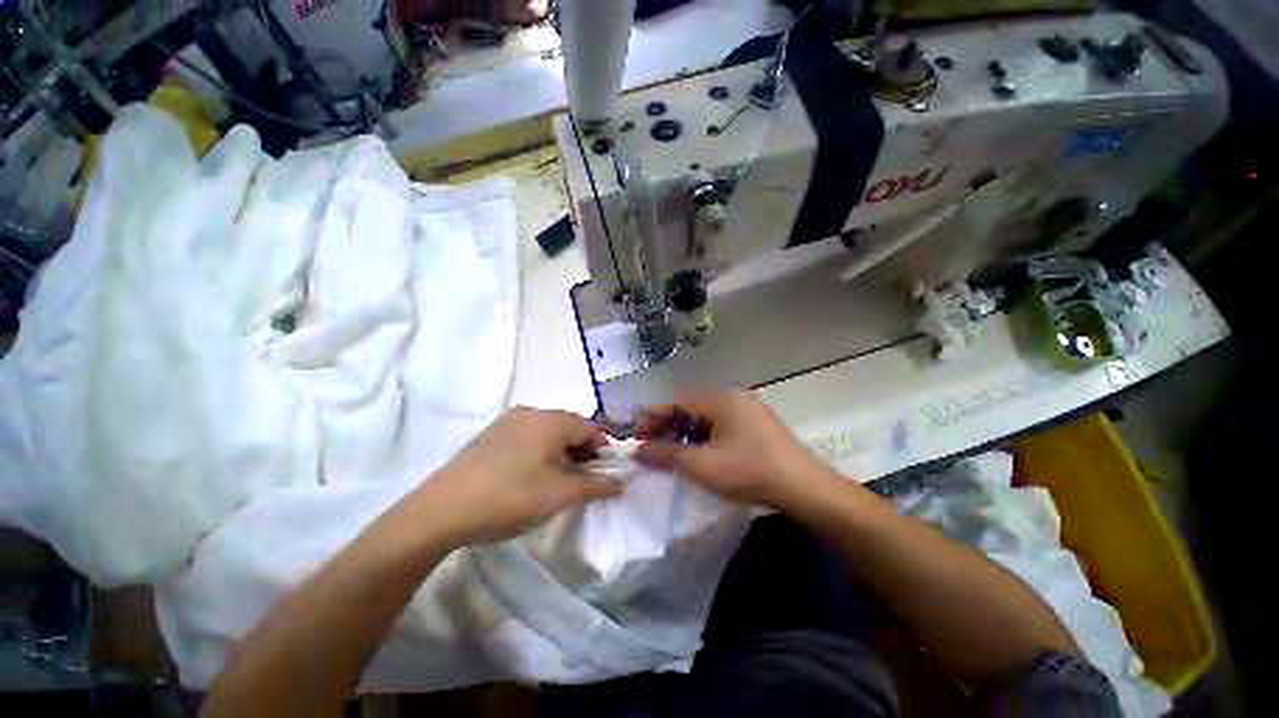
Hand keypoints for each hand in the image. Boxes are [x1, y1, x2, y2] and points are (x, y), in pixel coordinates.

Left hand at [413, 408, 622, 545]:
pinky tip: (529, 476)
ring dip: (560, 452)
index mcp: (552, 420)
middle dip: (581, 452)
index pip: (590, 428)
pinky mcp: (489, 435)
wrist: (441, 510)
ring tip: (557, 481)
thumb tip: (621, 483)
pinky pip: (526, 437)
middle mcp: (531, 412)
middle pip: (568, 427)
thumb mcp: (561, 494)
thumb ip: (596, 486)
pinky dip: (538, 452)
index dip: (602, 450)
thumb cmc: (512, 496)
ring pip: (546, 432)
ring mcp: (507, 422)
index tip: (604, 474)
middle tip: (582, 480)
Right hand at [633, 389, 834, 509]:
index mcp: (721, 400)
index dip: (653, 417)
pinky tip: (697, 457)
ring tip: (670, 455)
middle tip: (649, 448)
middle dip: (668, 428)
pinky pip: (721, 430)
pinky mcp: (757, 429)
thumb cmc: (748, 471)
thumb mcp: (701, 465)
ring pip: (706, 421)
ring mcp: (748, 414)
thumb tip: (637, 451)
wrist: (805, 490)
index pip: (677, 402)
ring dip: (685, 436)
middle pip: (691, 410)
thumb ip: (666, 455)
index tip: (634, 432)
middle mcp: (734, 400)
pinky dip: (704, 441)